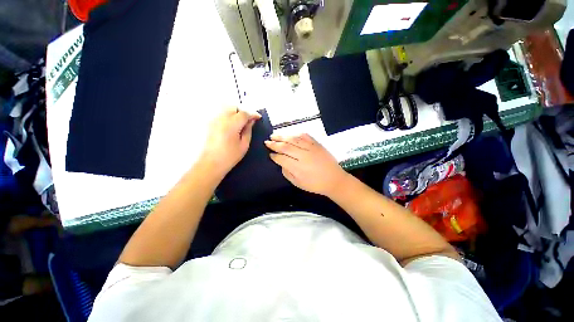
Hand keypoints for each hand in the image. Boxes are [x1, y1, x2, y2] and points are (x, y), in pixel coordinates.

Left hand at [201, 107, 260, 177]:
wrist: (211, 163)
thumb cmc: (230, 156)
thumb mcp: (244, 145)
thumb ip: (248, 130)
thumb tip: (251, 121)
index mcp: (232, 125)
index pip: (244, 113)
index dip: (253, 114)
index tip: (258, 117)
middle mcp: (221, 119)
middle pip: (233, 107)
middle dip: (242, 111)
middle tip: (248, 120)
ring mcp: (213, 120)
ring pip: (226, 109)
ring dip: (235, 113)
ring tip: (240, 123)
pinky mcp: (210, 124)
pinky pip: (221, 114)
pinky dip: (228, 116)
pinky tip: (231, 126)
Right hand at [265, 133, 348, 196]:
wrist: (334, 179)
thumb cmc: (315, 184)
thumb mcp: (298, 183)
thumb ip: (287, 173)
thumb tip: (280, 163)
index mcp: (298, 168)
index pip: (281, 158)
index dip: (274, 156)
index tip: (270, 154)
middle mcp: (303, 156)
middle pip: (285, 147)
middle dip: (274, 144)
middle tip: (267, 142)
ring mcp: (310, 148)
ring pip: (293, 139)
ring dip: (282, 136)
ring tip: (274, 135)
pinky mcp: (317, 144)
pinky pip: (305, 136)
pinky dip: (296, 134)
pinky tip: (290, 134)